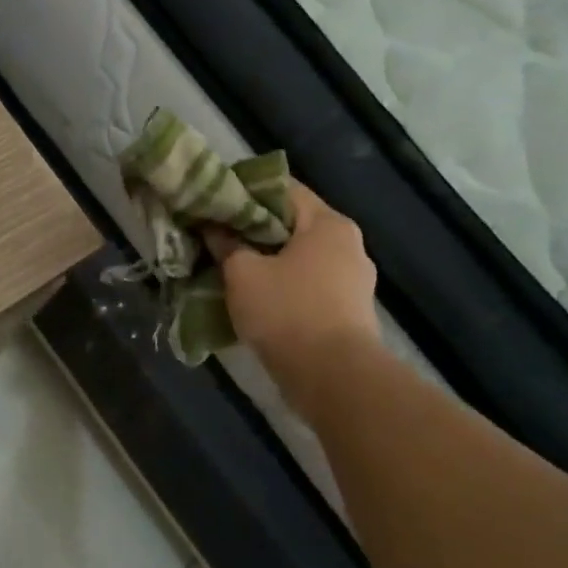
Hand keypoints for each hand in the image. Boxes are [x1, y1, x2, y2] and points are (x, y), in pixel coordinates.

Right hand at [206, 182, 380, 368]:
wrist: (334, 379)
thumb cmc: (287, 311)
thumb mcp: (242, 273)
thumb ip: (226, 243)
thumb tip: (213, 227)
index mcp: (328, 224)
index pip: (282, 189)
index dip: (245, 192)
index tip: (214, 201)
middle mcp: (348, 245)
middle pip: (292, 224)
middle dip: (253, 229)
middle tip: (216, 234)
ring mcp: (353, 280)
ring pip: (299, 257)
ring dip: (267, 260)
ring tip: (230, 267)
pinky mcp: (349, 311)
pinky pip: (308, 285)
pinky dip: (282, 285)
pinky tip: (255, 296)